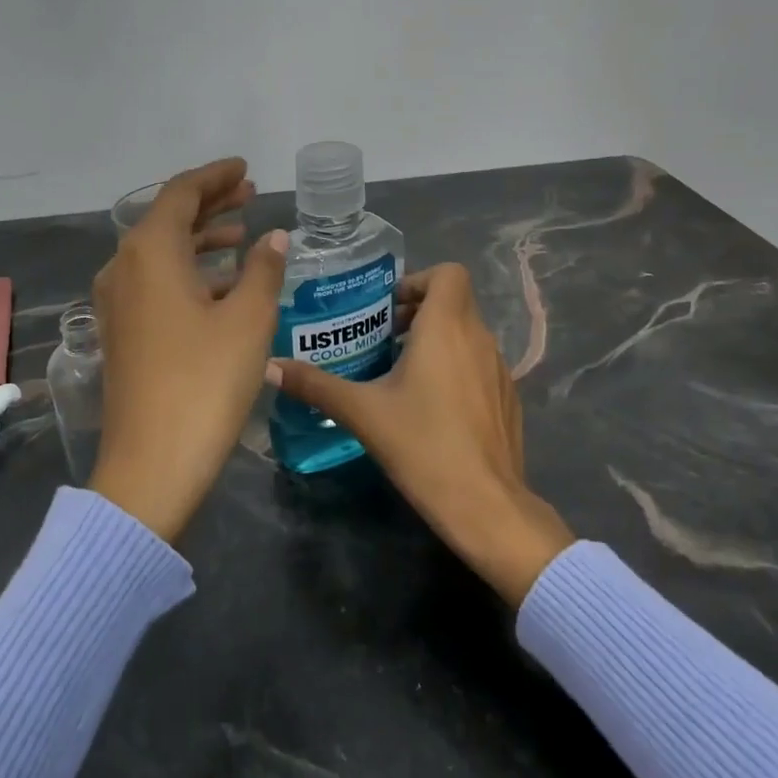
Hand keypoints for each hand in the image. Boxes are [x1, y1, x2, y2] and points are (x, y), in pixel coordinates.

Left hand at [90, 158, 288, 542]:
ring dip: (201, 238)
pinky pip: (156, 282)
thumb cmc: (204, 383)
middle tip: (250, 193)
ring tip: (243, 233)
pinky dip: (189, 271)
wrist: (152, 463)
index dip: (215, 177)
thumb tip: (274, 238)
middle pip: (167, 219)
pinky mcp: (122, 332)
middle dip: (210, 204)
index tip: (245, 169)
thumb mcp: (247, 320)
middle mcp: (124, 268)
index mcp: (149, 253)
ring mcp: (117, 302)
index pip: (180, 193)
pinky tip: (222, 283)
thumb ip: (263, 270)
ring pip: (162, 252)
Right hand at [269, 262, 573, 606]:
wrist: (486, 504)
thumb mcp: (362, 412)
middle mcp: (479, 338)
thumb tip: (269, 366)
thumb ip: (315, 385)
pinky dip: (456, 365)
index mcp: (447, 327)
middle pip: (454, 301)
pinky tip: (433, 405)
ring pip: (468, 333)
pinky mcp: (508, 397)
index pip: (448, 273)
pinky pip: (480, 362)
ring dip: (437, 339)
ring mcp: (500, 368)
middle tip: (383, 338)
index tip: (388, 309)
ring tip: (402, 371)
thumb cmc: (423, 445)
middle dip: (418, 311)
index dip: (418, 280)